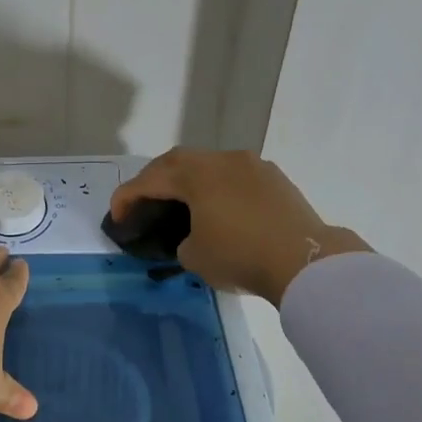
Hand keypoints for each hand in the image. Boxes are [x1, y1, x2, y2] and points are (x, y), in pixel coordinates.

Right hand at [111, 149, 369, 306]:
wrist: (305, 261)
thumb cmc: (240, 256)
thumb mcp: (194, 256)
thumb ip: (182, 240)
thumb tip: (193, 236)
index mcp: (196, 174)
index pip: (149, 180)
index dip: (126, 197)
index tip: (116, 218)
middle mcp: (222, 160)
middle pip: (177, 161)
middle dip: (154, 180)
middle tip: (142, 203)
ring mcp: (252, 165)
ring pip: (208, 165)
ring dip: (188, 180)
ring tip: (179, 203)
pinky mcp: (274, 179)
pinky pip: (233, 176)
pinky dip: (216, 188)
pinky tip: (217, 208)